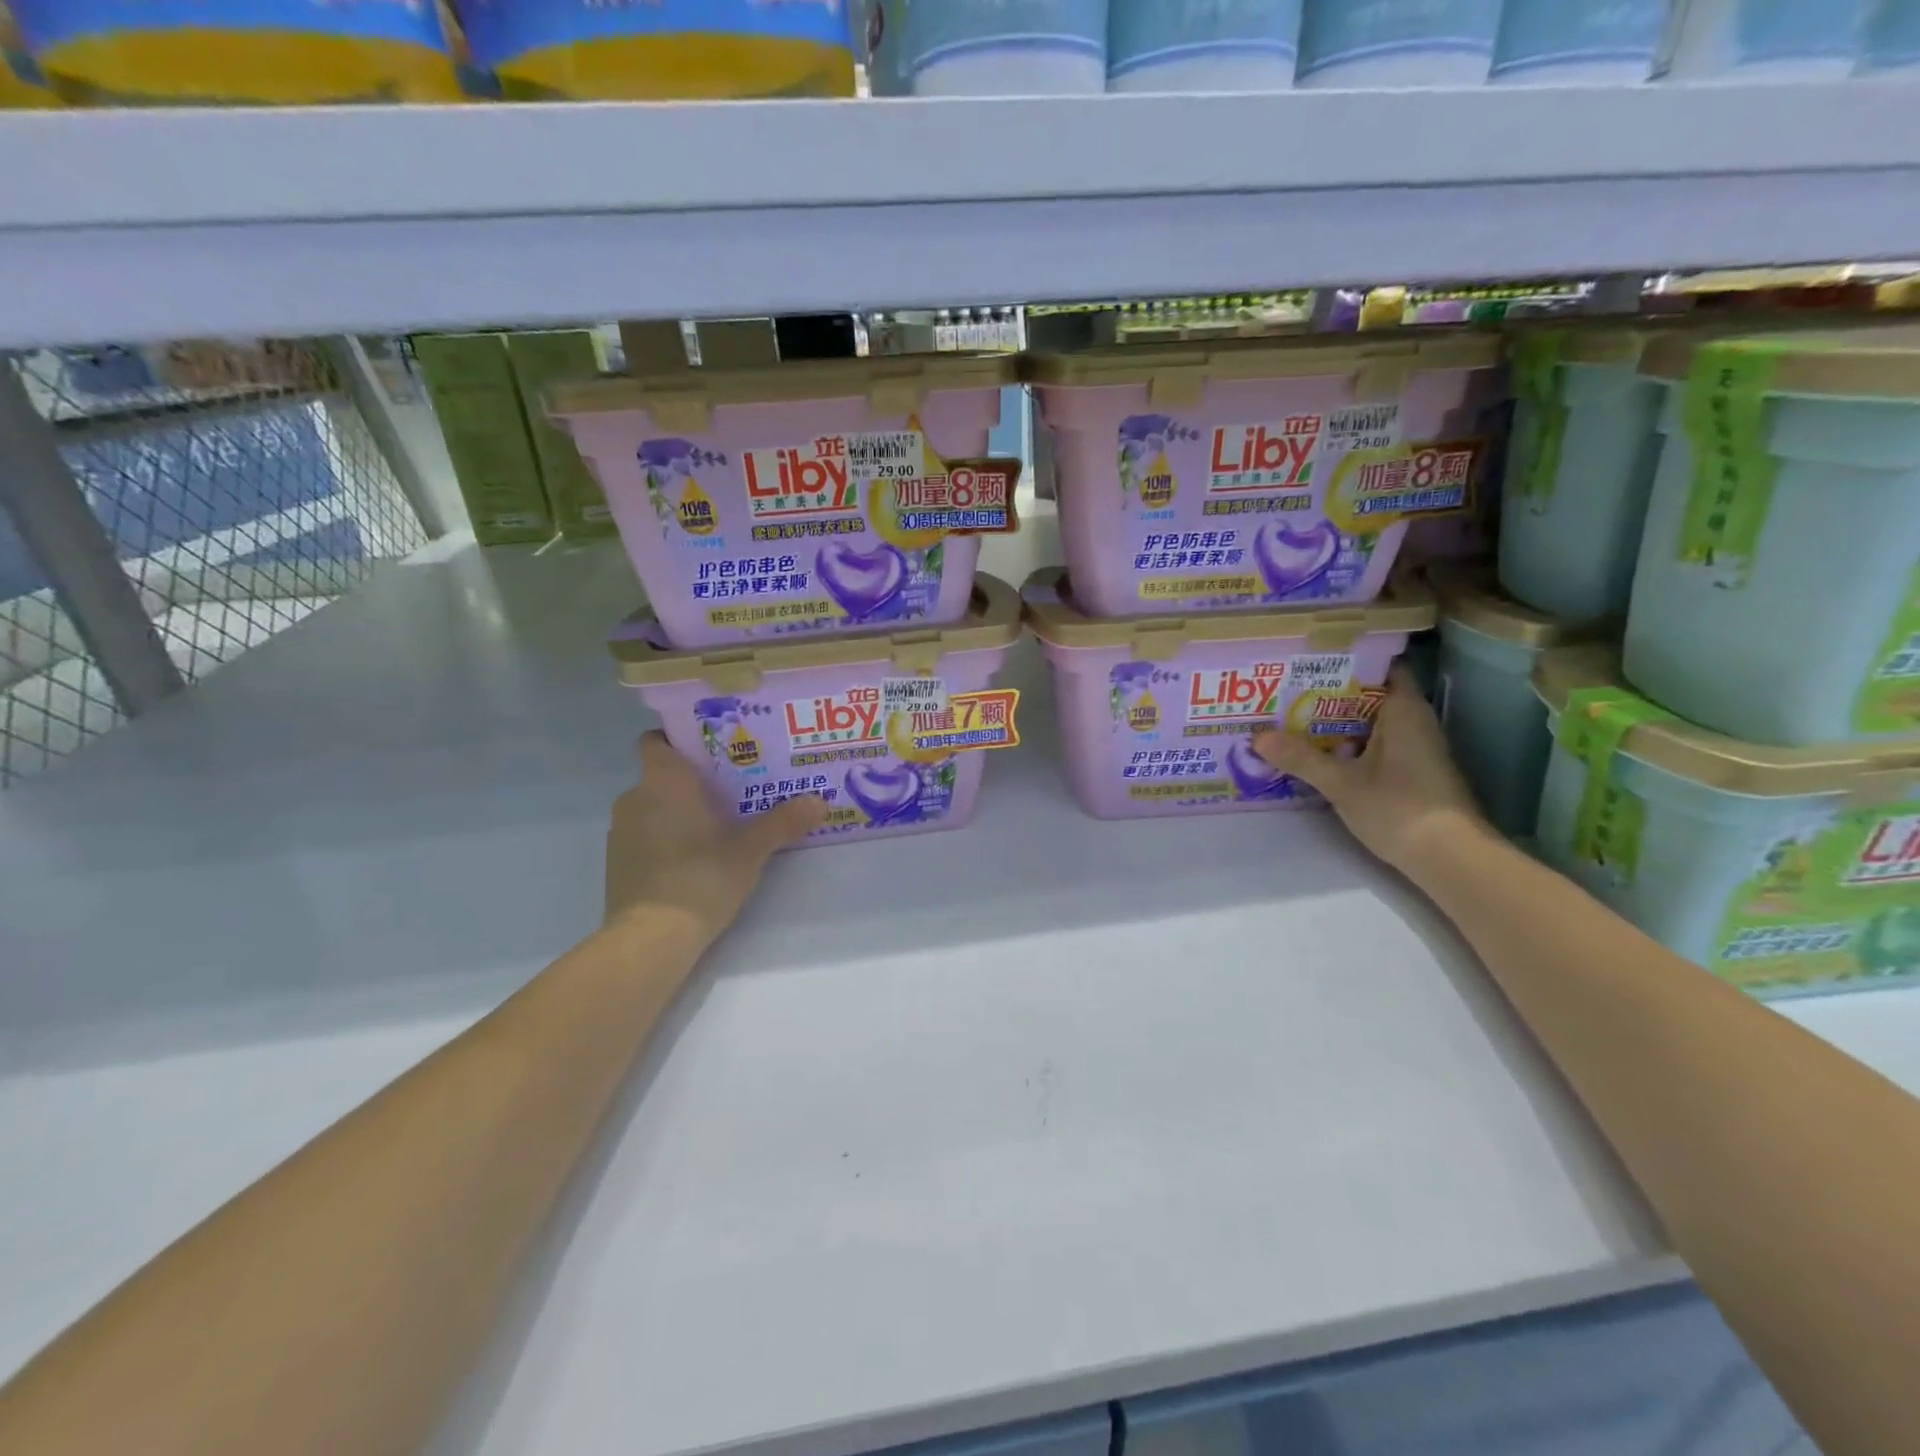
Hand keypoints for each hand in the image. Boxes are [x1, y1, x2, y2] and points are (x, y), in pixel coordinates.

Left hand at [605, 732, 827, 938]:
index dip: (678, 740)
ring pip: (652, 807)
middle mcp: (635, 798)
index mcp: (664, 782)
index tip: (710, 750)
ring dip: (677, 812)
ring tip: (716, 826)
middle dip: (691, 781)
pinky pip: (643, 836)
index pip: (656, 741)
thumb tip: (820, 802)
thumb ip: (783, 823)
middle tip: (731, 790)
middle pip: (661, 776)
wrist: (650, 939)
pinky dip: (663, 839)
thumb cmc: (701, 878)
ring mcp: (620, 832)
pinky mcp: (617, 863)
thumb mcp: (751, 851)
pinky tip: (691, 859)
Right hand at [1252, 664, 1488, 877]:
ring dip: (1338, 721)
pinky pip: (1376, 744)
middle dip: (1332, 692)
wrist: (1450, 859)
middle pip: (1372, 695)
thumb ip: (1301, 759)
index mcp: (1405, 711)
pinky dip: (1350, 743)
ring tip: (1294, 716)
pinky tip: (1319, 752)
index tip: (1312, 658)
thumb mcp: (1342, 784)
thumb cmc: (1399, 809)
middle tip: (1289, 688)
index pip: (1382, 667)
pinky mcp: (1412, 773)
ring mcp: (1416, 749)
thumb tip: (1257, 737)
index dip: (1349, 659)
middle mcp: (1415, 723)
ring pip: (1372, 723)